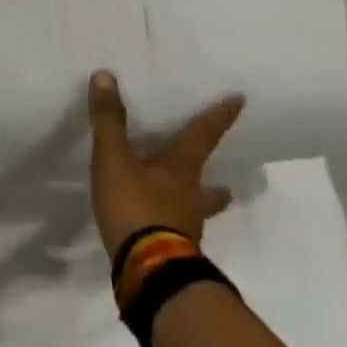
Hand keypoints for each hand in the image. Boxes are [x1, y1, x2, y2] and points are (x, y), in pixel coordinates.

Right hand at [88, 70, 242, 258]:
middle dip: (215, 184)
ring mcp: (184, 228)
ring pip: (195, 212)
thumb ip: (109, 120)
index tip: (240, 100)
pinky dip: (170, 225)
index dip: (218, 117)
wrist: (148, 270)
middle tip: (225, 184)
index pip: (202, 136)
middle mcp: (190, 198)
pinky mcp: (171, 250)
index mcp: (180, 170)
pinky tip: (158, 228)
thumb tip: (106, 76)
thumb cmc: (135, 206)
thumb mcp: (114, 158)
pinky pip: (175, 231)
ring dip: (195, 206)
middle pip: (209, 186)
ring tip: (190, 205)